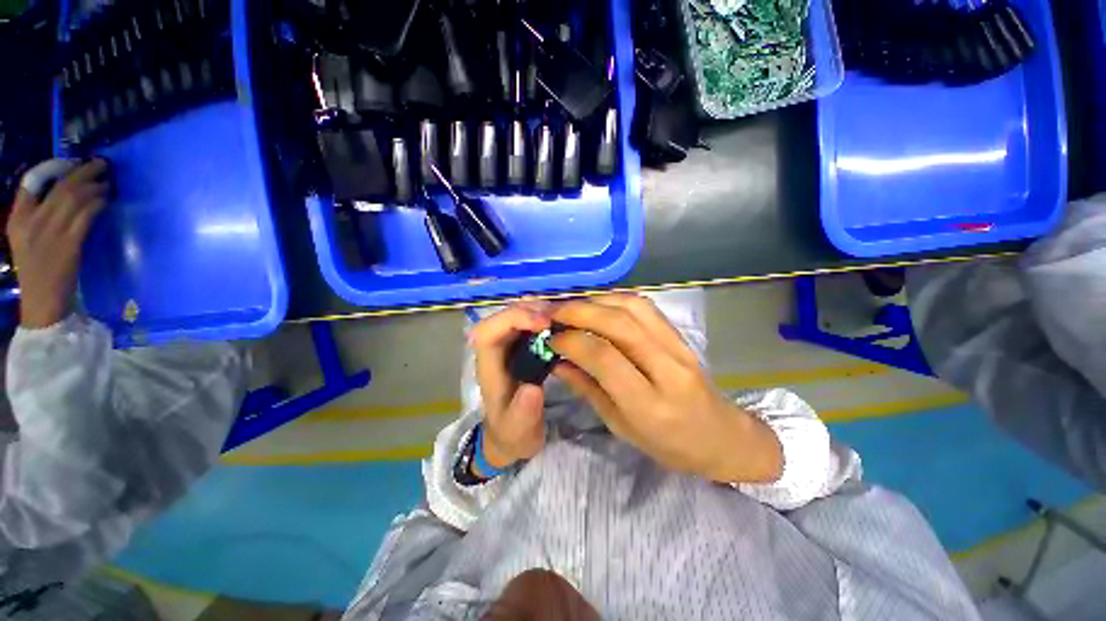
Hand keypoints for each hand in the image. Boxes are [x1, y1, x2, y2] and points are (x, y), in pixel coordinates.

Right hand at [7, 160, 110, 328]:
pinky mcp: (69, 242)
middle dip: (83, 171)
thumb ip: (36, 215)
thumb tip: (62, 193)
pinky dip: (98, 202)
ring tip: (108, 180)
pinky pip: (86, 214)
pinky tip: (107, 198)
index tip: (72, 162)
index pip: (29, 183)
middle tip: (101, 164)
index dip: (53, 167)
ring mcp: (50, 231)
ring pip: (75, 197)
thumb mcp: (25, 237)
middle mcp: (31, 220)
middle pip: (60, 186)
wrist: (42, 300)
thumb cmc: (37, 269)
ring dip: (95, 185)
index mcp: (16, 218)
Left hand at [469, 303, 552, 469]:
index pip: (487, 332)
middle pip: (502, 317)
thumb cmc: (512, 433)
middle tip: (559, 317)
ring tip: (563, 316)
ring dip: (538, 311)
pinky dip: (544, 318)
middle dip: (529, 310)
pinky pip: (529, 324)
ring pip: (516, 316)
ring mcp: (508, 347)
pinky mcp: (521, 347)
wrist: (512, 436)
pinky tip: (562, 323)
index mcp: (488, 367)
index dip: (512, 320)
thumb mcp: (519, 430)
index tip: (544, 324)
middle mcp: (495, 351)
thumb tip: (533, 388)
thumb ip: (523, 413)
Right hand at [549, 294, 782, 483]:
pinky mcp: (681, 336)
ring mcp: (679, 347)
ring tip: (572, 307)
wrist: (722, 437)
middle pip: (619, 325)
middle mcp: (667, 369)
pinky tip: (599, 305)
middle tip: (552, 313)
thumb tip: (558, 362)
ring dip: (597, 301)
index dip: (572, 341)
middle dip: (579, 312)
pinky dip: (616, 299)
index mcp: (649, 404)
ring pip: (634, 307)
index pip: (604, 357)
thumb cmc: (669, 444)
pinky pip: (646, 308)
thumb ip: (588, 390)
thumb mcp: (621, 427)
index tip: (550, 338)